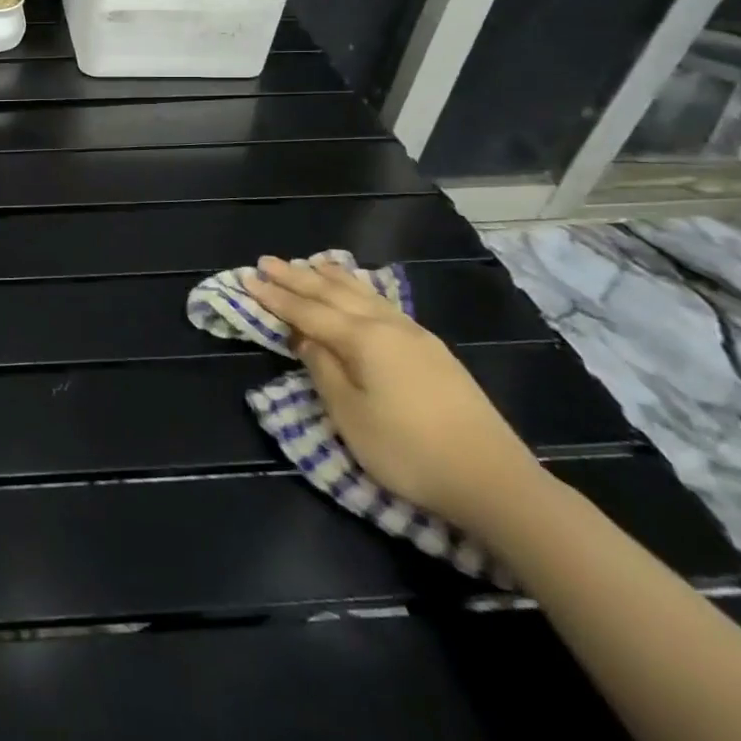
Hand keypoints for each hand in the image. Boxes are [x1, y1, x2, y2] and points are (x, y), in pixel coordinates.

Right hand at [247, 255, 543, 535]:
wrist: (493, 480)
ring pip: (363, 294)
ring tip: (310, 263)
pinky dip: (361, 291)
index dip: (275, 297)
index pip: (307, 312)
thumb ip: (323, 369)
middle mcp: (388, 326)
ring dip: (331, 278)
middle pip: (333, 294)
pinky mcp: (433, 352)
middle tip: (266, 261)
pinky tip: (360, 291)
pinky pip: (383, 304)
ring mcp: (415, 336)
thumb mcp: (350, 414)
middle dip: (297, 278)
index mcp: (363, 339)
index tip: (247, 279)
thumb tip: (305, 337)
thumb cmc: (408, 450)